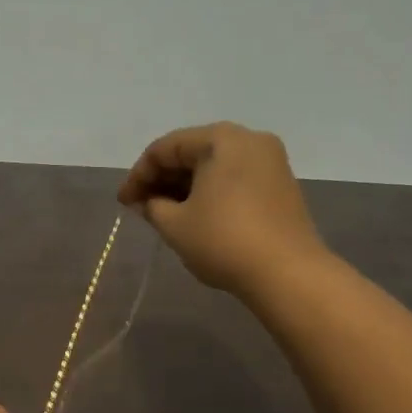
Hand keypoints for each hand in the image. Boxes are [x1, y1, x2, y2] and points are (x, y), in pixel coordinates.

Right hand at [117, 122, 327, 295]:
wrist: (287, 273)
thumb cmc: (223, 241)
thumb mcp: (175, 225)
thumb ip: (152, 206)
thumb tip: (146, 202)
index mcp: (221, 139)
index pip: (165, 148)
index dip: (138, 175)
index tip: (123, 203)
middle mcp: (248, 139)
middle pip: (191, 151)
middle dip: (162, 179)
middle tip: (139, 207)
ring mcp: (269, 161)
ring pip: (213, 166)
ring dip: (184, 186)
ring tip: (163, 214)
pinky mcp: (280, 184)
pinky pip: (233, 178)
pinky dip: (209, 191)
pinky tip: (194, 215)